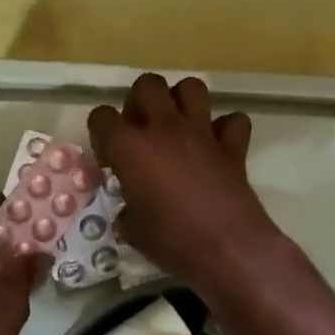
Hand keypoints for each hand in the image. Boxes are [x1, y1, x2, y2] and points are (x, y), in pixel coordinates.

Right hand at [88, 74, 285, 290]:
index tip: (110, 159)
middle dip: (139, 102)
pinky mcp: (232, 147)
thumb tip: (132, 208)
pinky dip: (225, 129)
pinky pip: (232, 121)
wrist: (228, 249)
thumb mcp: (132, 230)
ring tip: (176, 126)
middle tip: (141, 131)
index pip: (101, 116)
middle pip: (147, 85)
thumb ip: (127, 207)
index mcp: (130, 147)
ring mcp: (202, 133)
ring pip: (191, 87)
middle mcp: (165, 129)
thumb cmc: (171, 242)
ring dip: (181, 101)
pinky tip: (216, 146)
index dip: (101, 133)